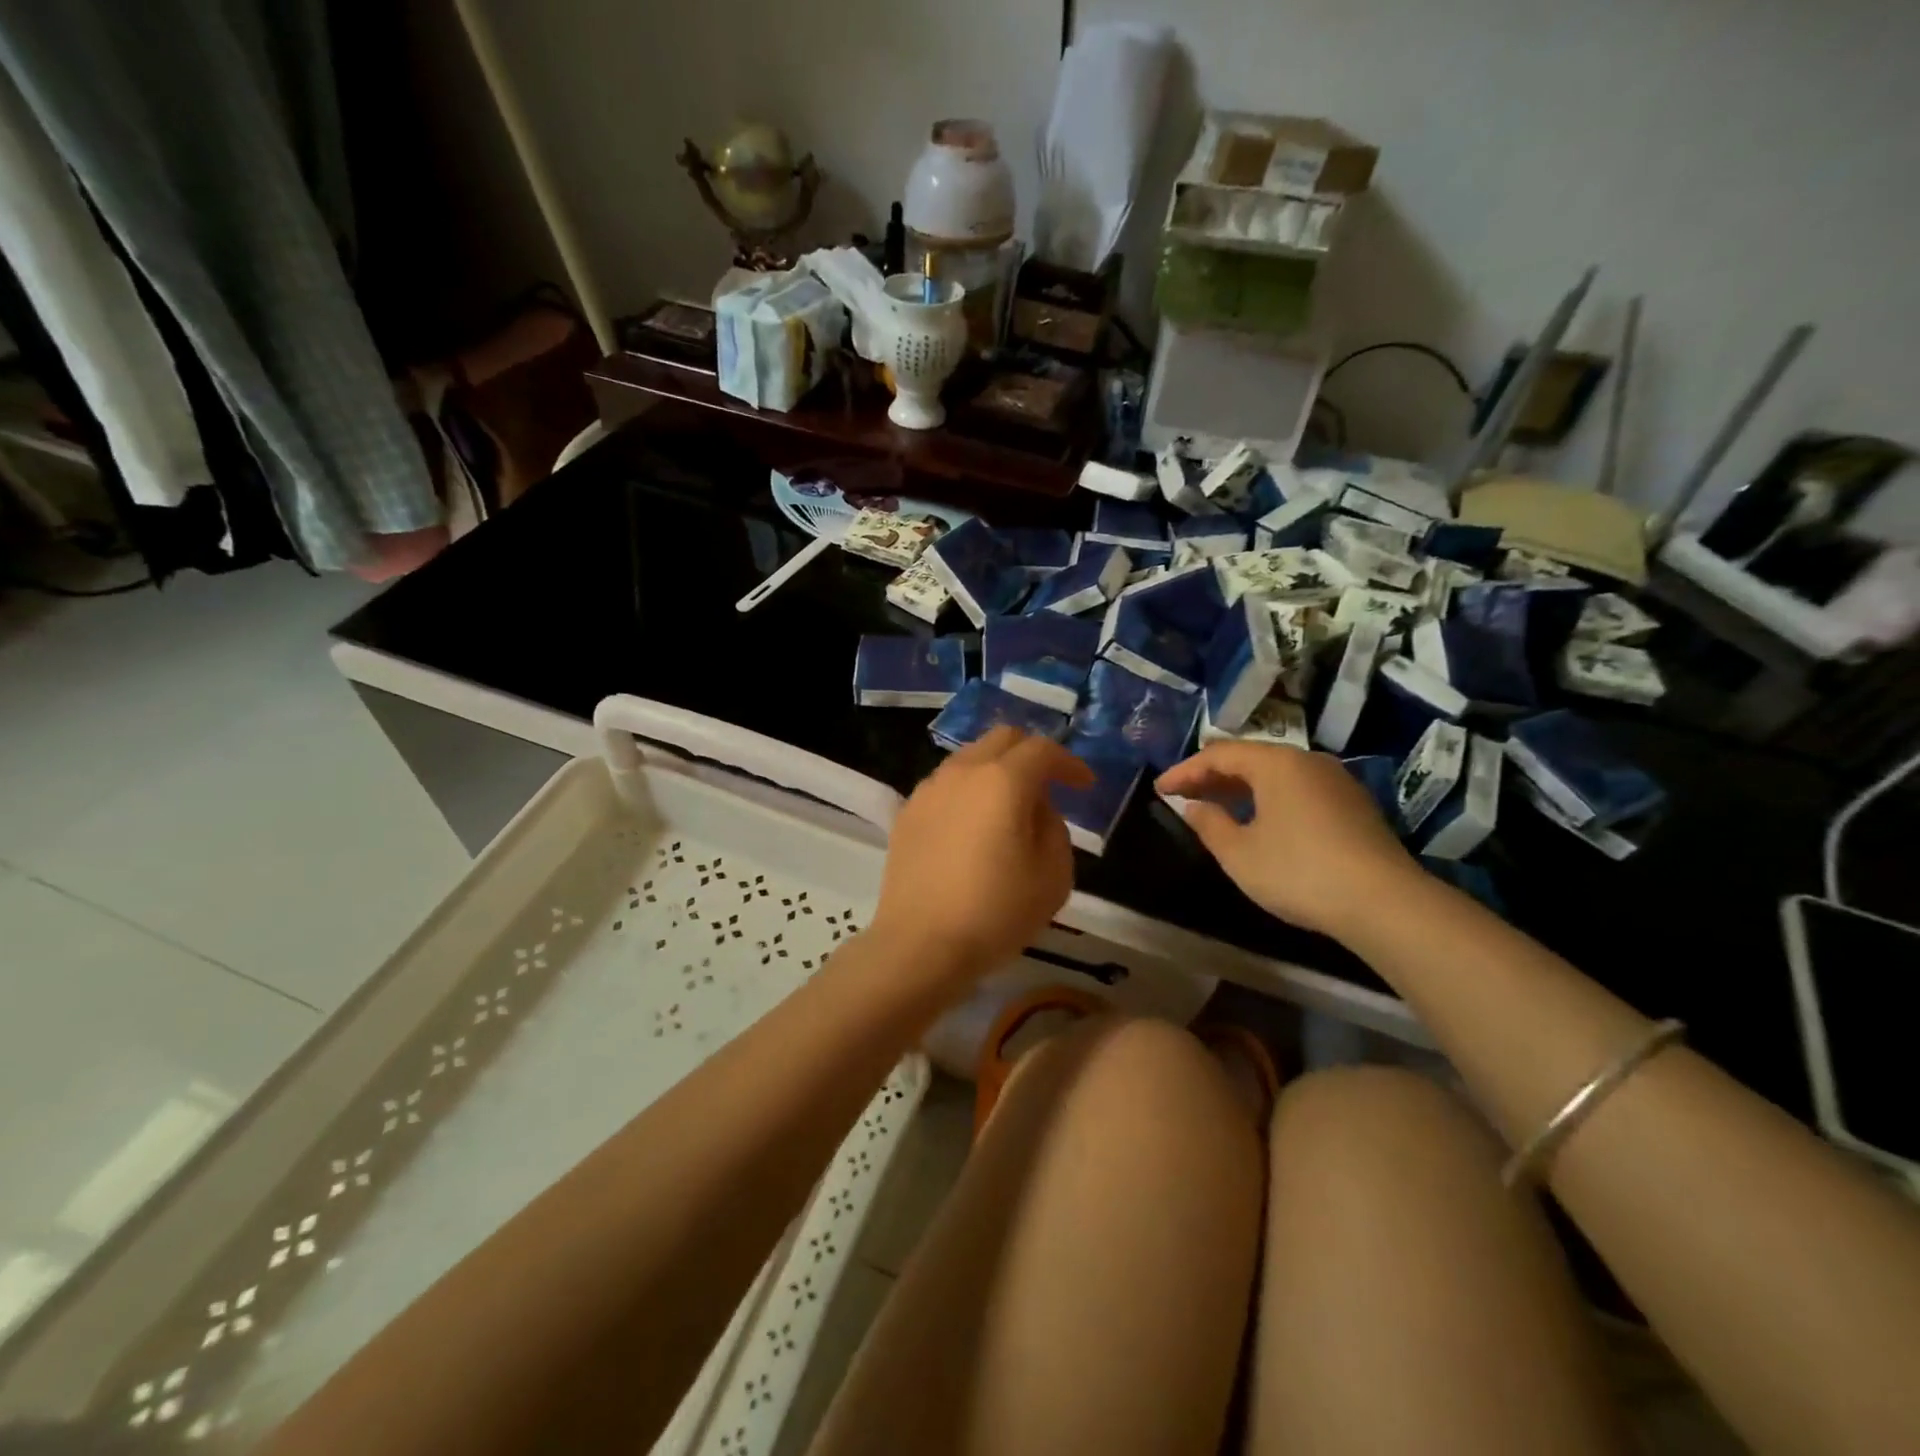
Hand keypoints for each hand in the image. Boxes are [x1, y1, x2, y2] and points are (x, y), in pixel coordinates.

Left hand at [868, 727, 1093, 980]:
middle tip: (1049, 784)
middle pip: (1001, 740)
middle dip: (1031, 754)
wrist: (920, 945)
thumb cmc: (996, 912)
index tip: (1085, 785)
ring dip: (996, 771)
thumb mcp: (1053, 875)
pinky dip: (968, 792)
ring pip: (969, 759)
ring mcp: (928, 791)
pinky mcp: (907, 814)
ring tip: (1010, 807)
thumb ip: (1054, 828)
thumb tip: (1036, 808)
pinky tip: (974, 826)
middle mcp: (962, 773)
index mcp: (1002, 781)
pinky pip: (946, 786)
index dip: (1069, 763)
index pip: (1042, 750)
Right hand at [1156, 742, 1417, 940]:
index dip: (1184, 771)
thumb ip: (1209, 824)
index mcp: (1275, 763)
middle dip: (1211, 776)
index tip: (1160, 789)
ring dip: (1240, 788)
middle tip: (1182, 796)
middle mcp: (1306, 761)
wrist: (1384, 902)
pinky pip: (1297, 789)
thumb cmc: (1299, 872)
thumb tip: (1193, 805)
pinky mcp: (1353, 804)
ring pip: (1276, 774)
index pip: (1218, 754)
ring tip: (1215, 807)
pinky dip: (1268, 798)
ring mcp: (1335, 781)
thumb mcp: (1239, 853)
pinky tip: (1259, 822)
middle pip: (1249, 758)